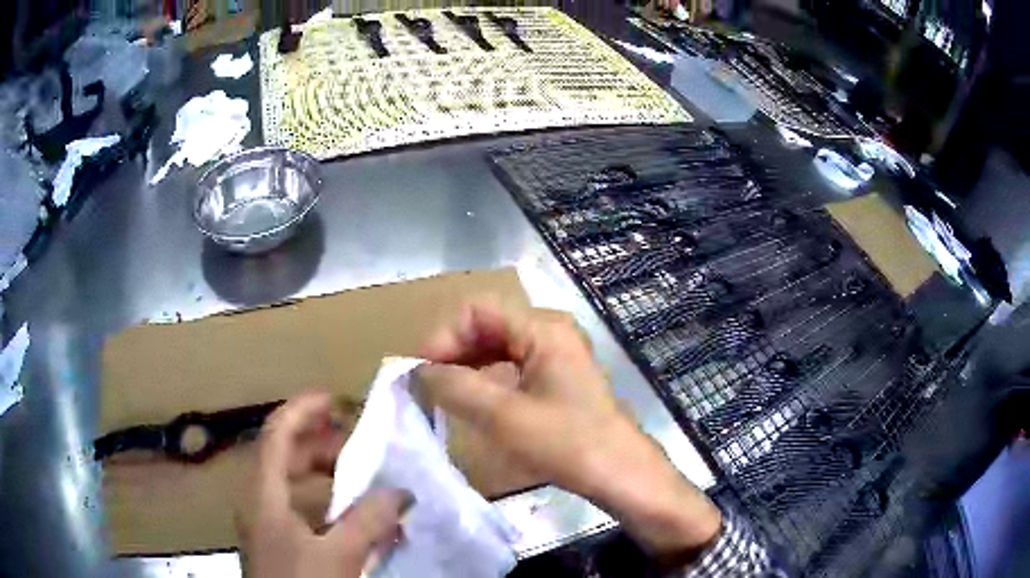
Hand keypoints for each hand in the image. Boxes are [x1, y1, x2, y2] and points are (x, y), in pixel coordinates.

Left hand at [238, 392, 411, 577]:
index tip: (335, 398)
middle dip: (319, 442)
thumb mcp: (338, 556)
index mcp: (263, 493)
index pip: (277, 433)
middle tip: (356, 442)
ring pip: (290, 481)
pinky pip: (298, 506)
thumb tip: (399, 492)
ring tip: (357, 476)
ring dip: (322, 472)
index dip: (303, 410)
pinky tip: (349, 517)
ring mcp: (266, 521)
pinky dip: (323, 501)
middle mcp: (259, 499)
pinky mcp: (277, 540)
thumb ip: (368, 521)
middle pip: (283, 454)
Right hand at [416, 301, 720, 560]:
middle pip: (488, 324)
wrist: (618, 472)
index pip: (478, 310)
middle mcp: (551, 330)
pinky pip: (512, 363)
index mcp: (544, 328)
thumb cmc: (566, 442)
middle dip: (453, 350)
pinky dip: (486, 376)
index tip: (421, 370)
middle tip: (425, 383)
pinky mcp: (558, 375)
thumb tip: (418, 372)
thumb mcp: (502, 416)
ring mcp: (557, 352)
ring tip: (442, 391)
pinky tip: (472, 398)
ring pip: (498, 345)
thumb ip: (455, 387)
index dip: (444, 335)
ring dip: (467, 363)